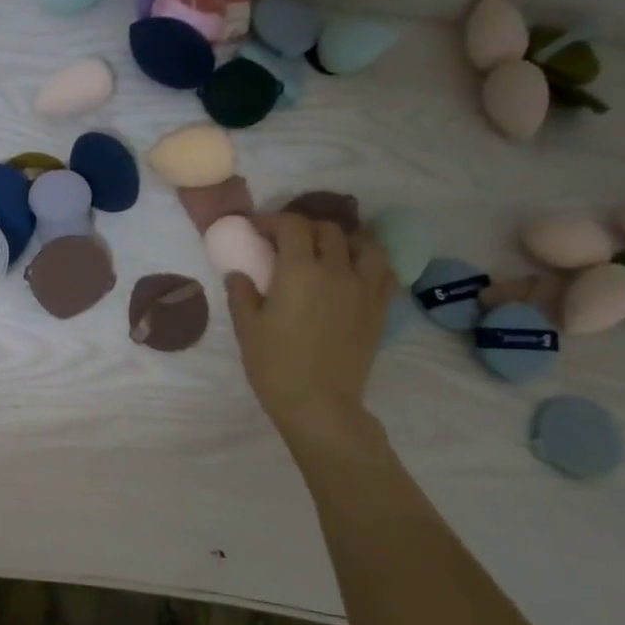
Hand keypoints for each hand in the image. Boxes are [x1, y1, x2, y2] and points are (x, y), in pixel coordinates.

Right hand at [224, 213, 394, 436]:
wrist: (319, 403)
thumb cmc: (275, 365)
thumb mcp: (247, 328)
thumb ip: (242, 293)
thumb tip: (239, 272)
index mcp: (299, 271)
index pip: (292, 226)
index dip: (273, 220)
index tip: (257, 229)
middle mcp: (336, 270)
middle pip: (328, 230)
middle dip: (305, 228)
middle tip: (287, 241)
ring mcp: (364, 287)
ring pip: (364, 244)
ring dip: (344, 239)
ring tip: (329, 250)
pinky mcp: (380, 307)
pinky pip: (384, 270)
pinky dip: (369, 262)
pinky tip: (355, 272)